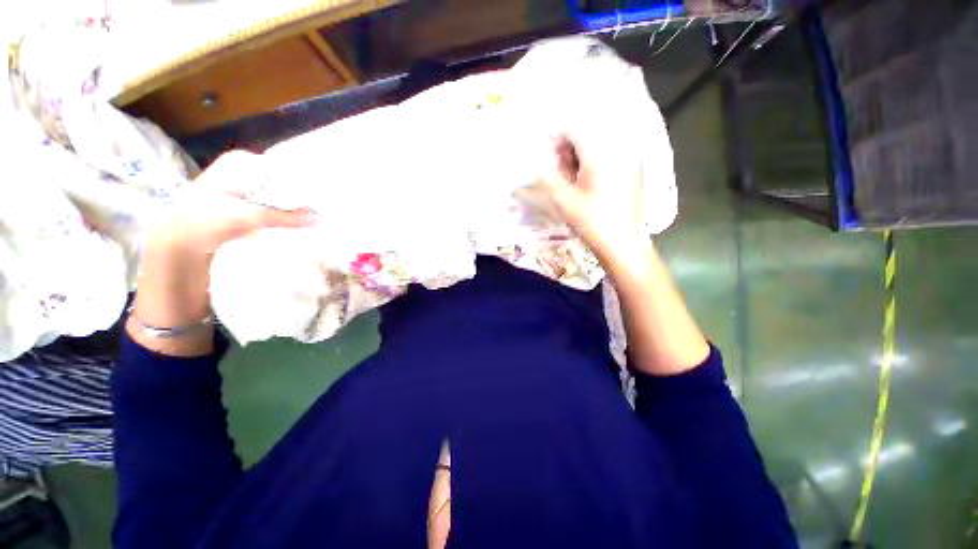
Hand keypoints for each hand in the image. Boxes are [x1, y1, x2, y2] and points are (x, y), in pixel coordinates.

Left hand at [129, 150, 315, 355]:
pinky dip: (284, 215)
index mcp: (240, 162)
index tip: (323, 195)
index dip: (302, 181)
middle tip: (323, 208)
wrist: (178, 246)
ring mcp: (244, 189)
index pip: (282, 167)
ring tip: (316, 216)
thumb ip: (283, 217)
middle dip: (300, 196)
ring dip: (294, 208)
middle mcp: (243, 171)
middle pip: (282, 182)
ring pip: (278, 196)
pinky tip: (299, 223)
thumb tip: (320, 219)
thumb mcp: (246, 218)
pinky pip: (273, 207)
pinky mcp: (245, 206)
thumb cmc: (204, 222)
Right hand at [527, 134, 648, 265]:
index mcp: (602, 154)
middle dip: (566, 152)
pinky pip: (607, 158)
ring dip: (577, 160)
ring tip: (570, 183)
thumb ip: (548, 174)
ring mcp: (629, 160)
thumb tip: (539, 156)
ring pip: (596, 148)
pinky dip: (590, 166)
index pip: (574, 129)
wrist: (622, 244)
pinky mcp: (632, 171)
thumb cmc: (592, 222)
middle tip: (557, 175)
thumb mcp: (564, 199)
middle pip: (586, 137)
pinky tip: (585, 186)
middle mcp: (619, 149)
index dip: (555, 140)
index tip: (545, 159)